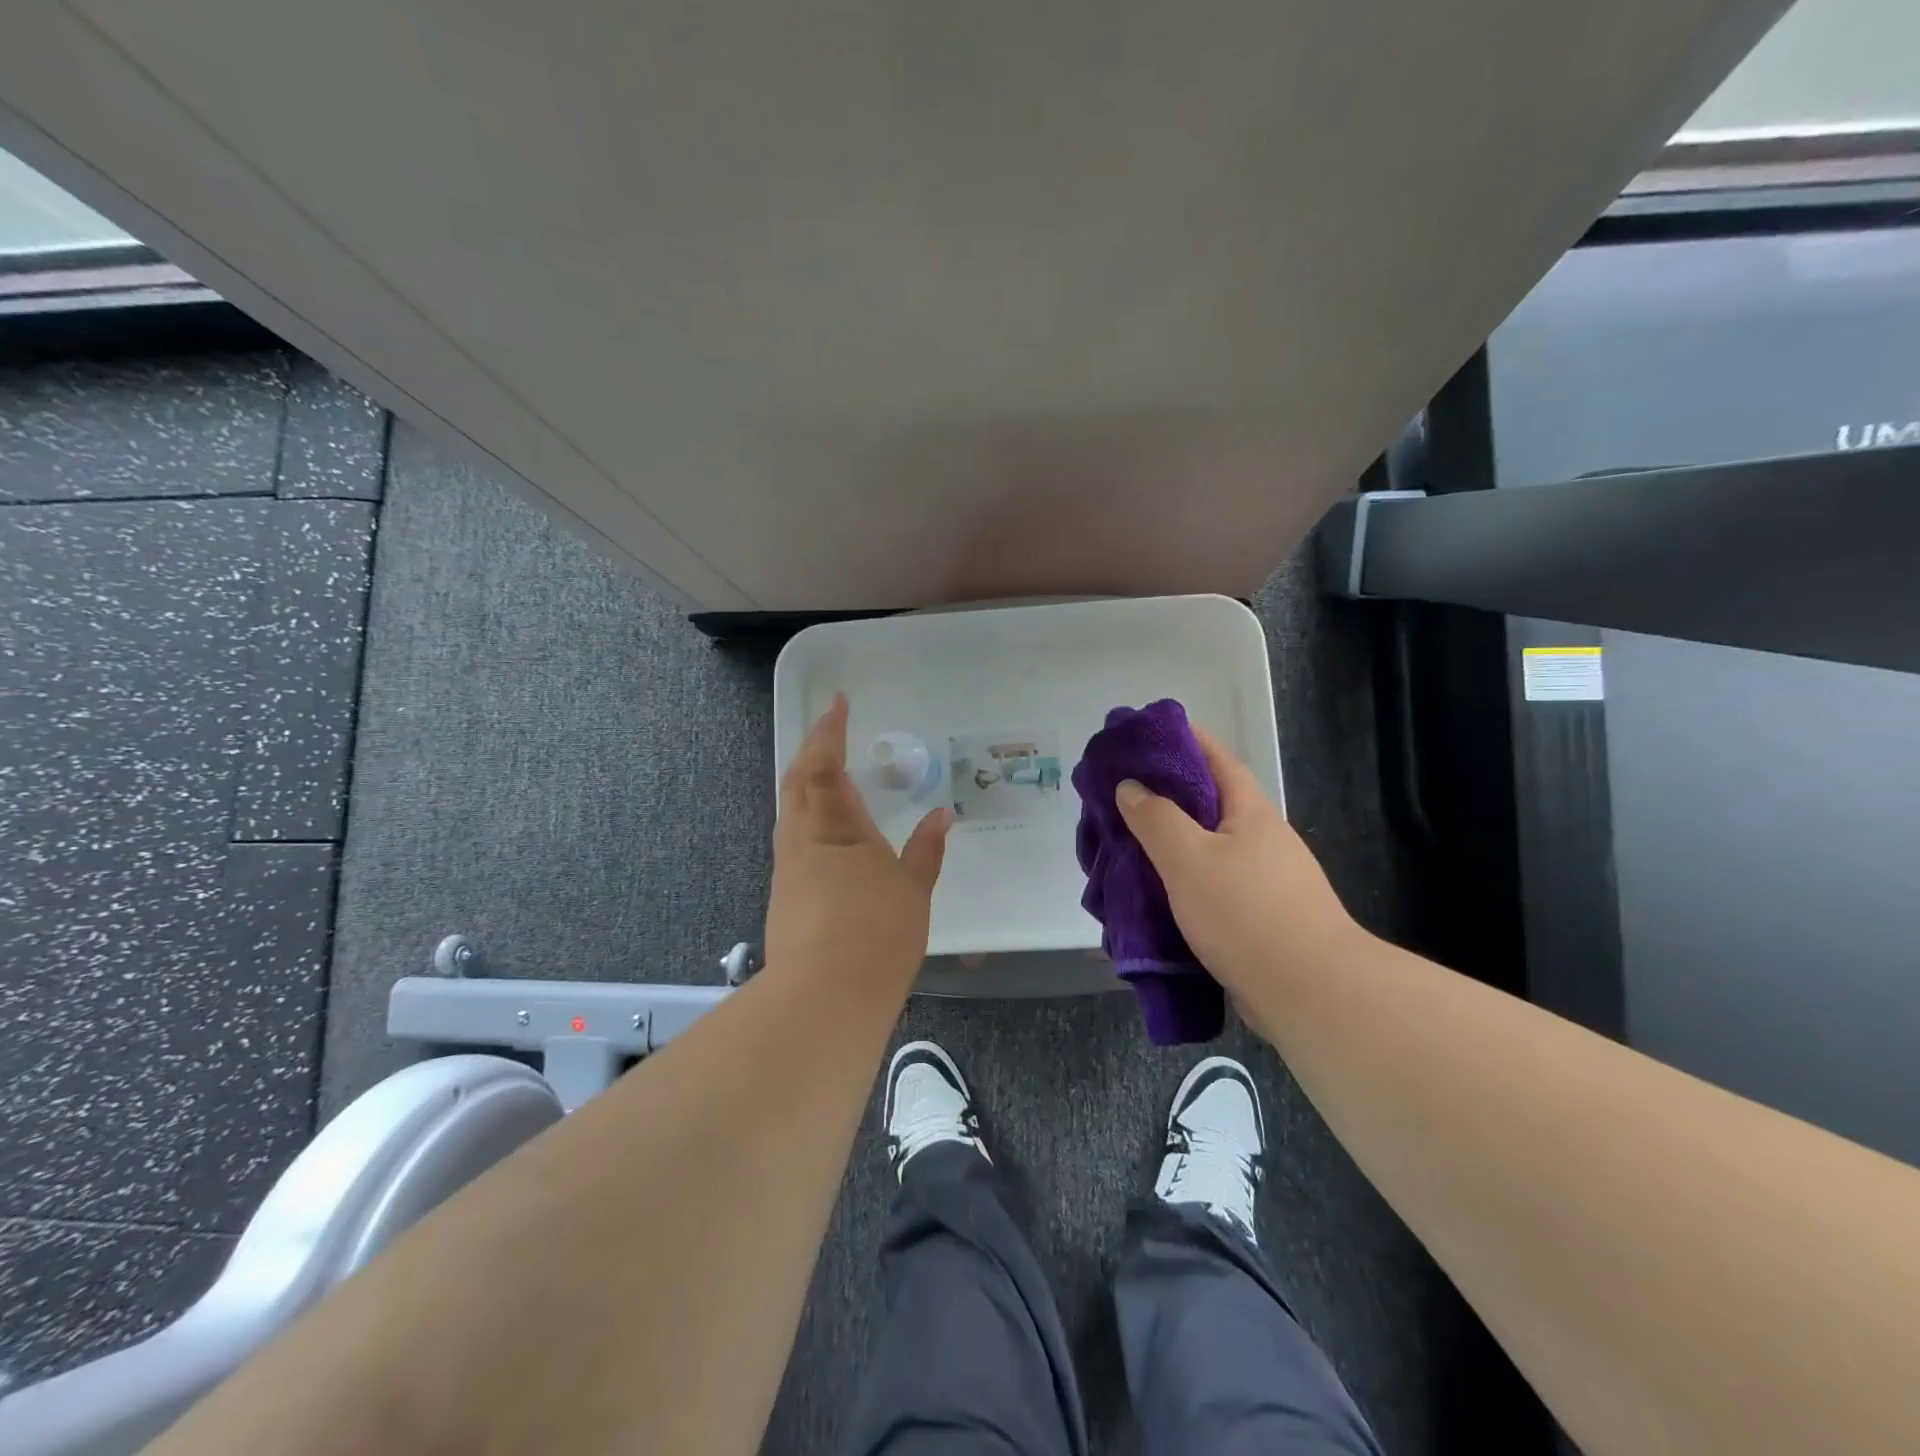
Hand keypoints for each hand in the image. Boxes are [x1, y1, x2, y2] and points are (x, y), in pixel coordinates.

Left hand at [766, 694, 951, 988]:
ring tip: (829, 773)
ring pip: (790, 809)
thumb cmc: (876, 934)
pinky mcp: (784, 893)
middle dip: (812, 750)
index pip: (824, 765)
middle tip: (830, 731)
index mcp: (835, 828)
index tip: (837, 702)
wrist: (824, 998)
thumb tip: (942, 816)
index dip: (828, 731)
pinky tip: (825, 828)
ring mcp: (788, 867)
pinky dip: (806, 814)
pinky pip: (793, 836)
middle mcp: (803, 839)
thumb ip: (926, 850)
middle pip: (797, 780)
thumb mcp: (912, 890)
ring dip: (805, 781)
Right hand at [1115, 725, 1361, 998]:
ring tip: (1124, 848)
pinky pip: (1209, 888)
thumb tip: (1131, 786)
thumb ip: (1155, 818)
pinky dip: (1178, 884)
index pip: (1215, 758)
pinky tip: (1152, 898)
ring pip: (1205, 850)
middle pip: (1208, 804)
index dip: (1182, 738)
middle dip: (1164, 796)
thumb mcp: (1189, 858)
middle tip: (1119, 796)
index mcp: (1250, 812)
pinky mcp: (1258, 918)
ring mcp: (1263, 880)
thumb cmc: (1246, 912)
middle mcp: (1260, 839)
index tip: (1144, 732)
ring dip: (1168, 845)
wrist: (1309, 993)